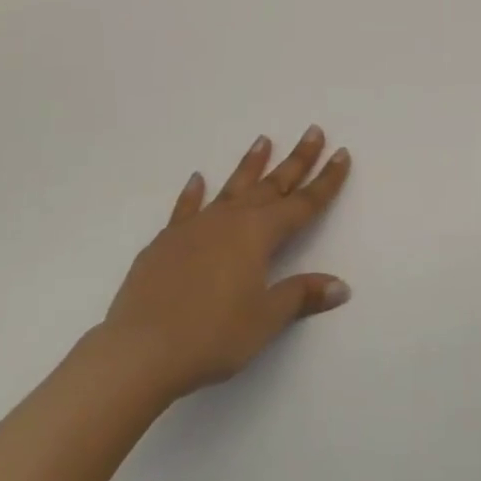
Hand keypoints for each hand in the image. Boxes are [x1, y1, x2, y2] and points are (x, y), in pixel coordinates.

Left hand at [101, 127, 351, 404]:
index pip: (303, 203)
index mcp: (259, 234)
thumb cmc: (211, 336)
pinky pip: (186, 208)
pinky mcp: (166, 241)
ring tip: (264, 140)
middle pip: (272, 184)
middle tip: (313, 131)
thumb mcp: (265, 320)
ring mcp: (196, 226)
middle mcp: (231, 220)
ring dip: (251, 164)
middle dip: (297, 160)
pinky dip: (193, 192)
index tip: (341, 153)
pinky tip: (197, 179)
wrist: (139, 350)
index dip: (326, 180)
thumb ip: (300, 296)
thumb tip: (340, 286)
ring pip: (232, 187)